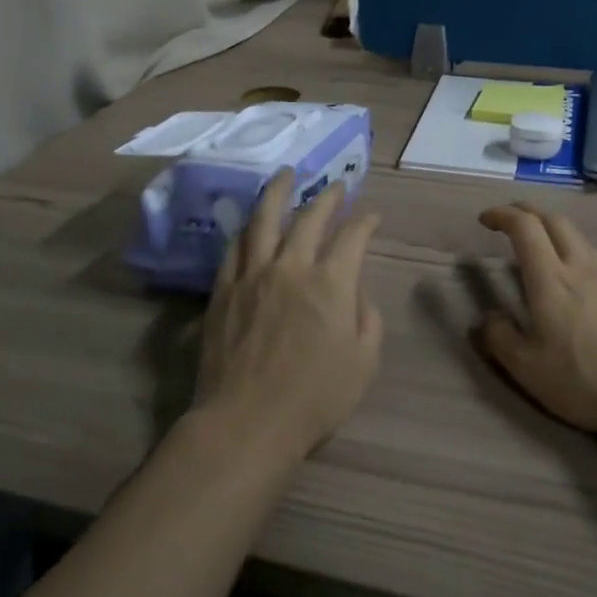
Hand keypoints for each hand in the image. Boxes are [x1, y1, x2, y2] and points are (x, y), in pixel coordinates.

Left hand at [198, 170, 383, 461]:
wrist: (246, 422)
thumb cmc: (313, 400)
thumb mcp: (363, 364)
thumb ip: (367, 321)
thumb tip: (357, 293)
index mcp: (330, 283)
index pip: (353, 237)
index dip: (366, 221)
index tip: (372, 215)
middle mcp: (291, 267)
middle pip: (310, 218)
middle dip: (327, 197)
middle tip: (335, 186)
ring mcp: (252, 275)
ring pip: (264, 220)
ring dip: (277, 192)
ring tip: (285, 175)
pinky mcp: (223, 290)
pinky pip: (234, 248)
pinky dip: (246, 230)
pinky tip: (250, 224)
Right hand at [475, 203, 596, 434]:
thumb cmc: (584, 378)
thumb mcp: (527, 368)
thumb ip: (500, 339)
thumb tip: (488, 319)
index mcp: (550, 278)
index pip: (525, 227)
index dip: (502, 215)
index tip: (484, 219)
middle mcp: (578, 267)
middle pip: (554, 219)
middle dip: (526, 212)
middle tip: (507, 220)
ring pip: (576, 234)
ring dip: (550, 226)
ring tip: (535, 240)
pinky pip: (589, 252)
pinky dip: (568, 245)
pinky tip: (567, 269)